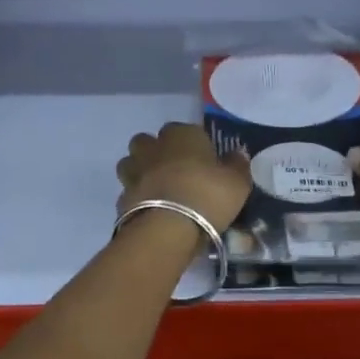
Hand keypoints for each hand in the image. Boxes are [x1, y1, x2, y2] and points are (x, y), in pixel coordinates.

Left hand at [116, 123, 252, 231]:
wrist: (167, 229)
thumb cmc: (207, 196)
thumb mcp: (237, 183)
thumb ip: (237, 165)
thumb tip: (237, 153)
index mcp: (182, 135)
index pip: (186, 129)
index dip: (194, 144)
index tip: (203, 161)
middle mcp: (153, 147)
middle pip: (149, 141)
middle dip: (158, 152)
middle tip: (176, 172)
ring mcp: (134, 171)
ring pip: (132, 163)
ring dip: (141, 171)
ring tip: (158, 190)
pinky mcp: (122, 197)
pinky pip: (130, 191)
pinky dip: (137, 198)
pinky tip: (150, 211)